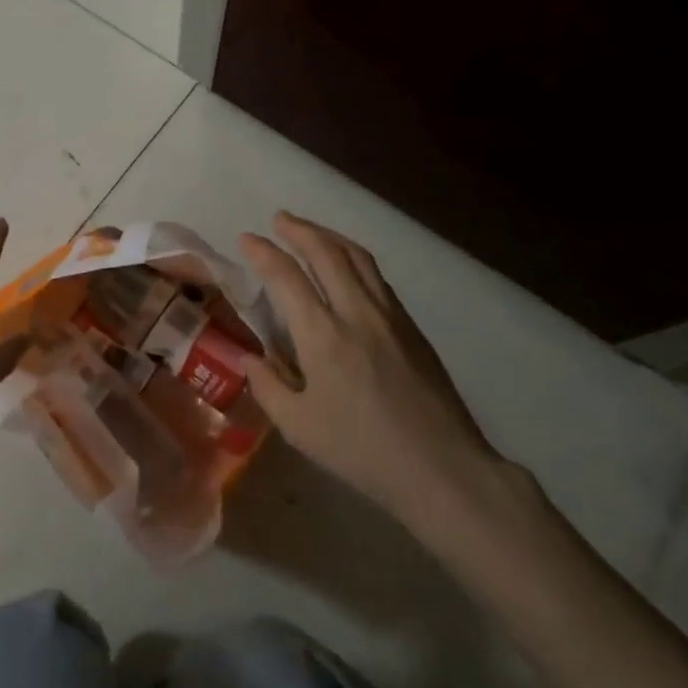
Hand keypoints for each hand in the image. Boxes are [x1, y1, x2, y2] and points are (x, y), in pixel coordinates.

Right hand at [238, 212, 531, 536]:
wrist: (440, 467)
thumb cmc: (362, 451)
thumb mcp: (299, 428)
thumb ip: (268, 387)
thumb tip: (251, 357)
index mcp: (322, 336)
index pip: (286, 277)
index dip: (263, 252)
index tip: (247, 238)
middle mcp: (356, 312)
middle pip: (326, 252)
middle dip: (299, 230)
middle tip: (279, 220)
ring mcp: (389, 315)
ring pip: (357, 257)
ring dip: (329, 236)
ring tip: (310, 231)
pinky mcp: (410, 326)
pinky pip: (377, 276)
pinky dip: (354, 258)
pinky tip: (346, 266)